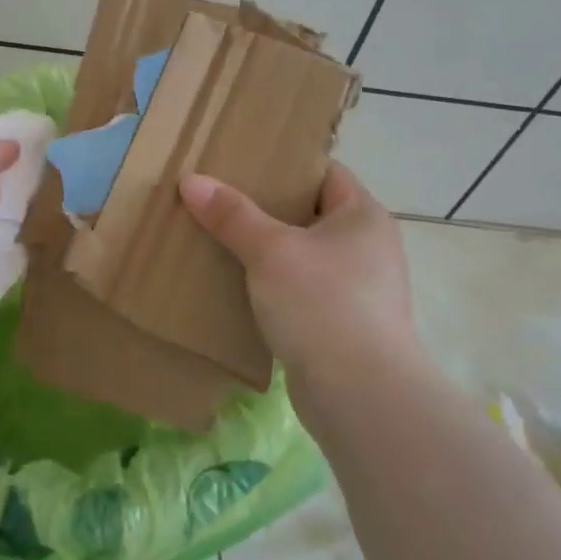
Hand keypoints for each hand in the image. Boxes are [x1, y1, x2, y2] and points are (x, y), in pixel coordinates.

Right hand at [180, 162, 421, 410]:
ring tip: (222, 241)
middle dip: (267, 210)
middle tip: (221, 201)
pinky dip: (275, 287)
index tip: (243, 164)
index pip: (325, 173)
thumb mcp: (270, 251)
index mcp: (363, 216)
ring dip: (268, 253)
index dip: (285, 166)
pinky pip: (304, 292)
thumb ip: (232, 215)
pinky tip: (240, 288)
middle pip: (311, 214)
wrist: (359, 394)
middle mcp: (369, 247)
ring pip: (305, 256)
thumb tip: (191, 180)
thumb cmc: (322, 304)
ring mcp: (360, 289)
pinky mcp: (344, 325)